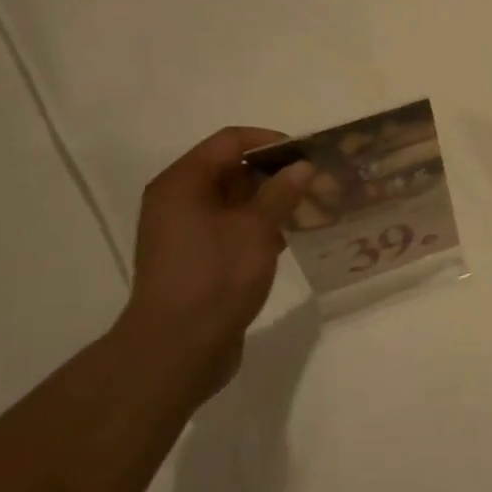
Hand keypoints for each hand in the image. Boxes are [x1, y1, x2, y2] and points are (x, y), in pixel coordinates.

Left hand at [115, 126, 310, 399]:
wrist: (176, 351)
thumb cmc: (215, 277)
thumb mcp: (255, 229)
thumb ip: (280, 192)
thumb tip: (301, 167)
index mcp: (183, 183)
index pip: (230, 141)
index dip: (270, 142)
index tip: (306, 155)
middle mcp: (178, 201)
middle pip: (230, 169)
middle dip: (274, 174)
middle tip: (314, 184)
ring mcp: (183, 232)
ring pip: (233, 201)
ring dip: (269, 202)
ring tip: (307, 211)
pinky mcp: (194, 258)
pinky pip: (229, 228)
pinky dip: (257, 227)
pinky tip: (285, 240)